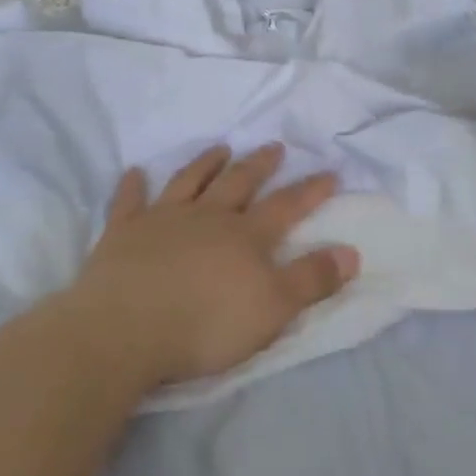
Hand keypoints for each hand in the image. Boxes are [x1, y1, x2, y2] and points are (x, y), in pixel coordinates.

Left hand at [67, 144, 358, 389]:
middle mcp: (207, 217)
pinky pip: (129, 201)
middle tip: (274, 147)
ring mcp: (163, 219)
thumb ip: (312, 279)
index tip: (330, 172)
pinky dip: (133, 186)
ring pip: (189, 182)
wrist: (126, 329)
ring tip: (220, 147)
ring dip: (206, 163)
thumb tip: (351, 252)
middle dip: (260, 165)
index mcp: (245, 236)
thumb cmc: (206, 324)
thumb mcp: (273, 309)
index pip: (286, 206)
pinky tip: (134, 172)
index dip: (310, 190)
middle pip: (239, 183)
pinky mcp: (123, 232)